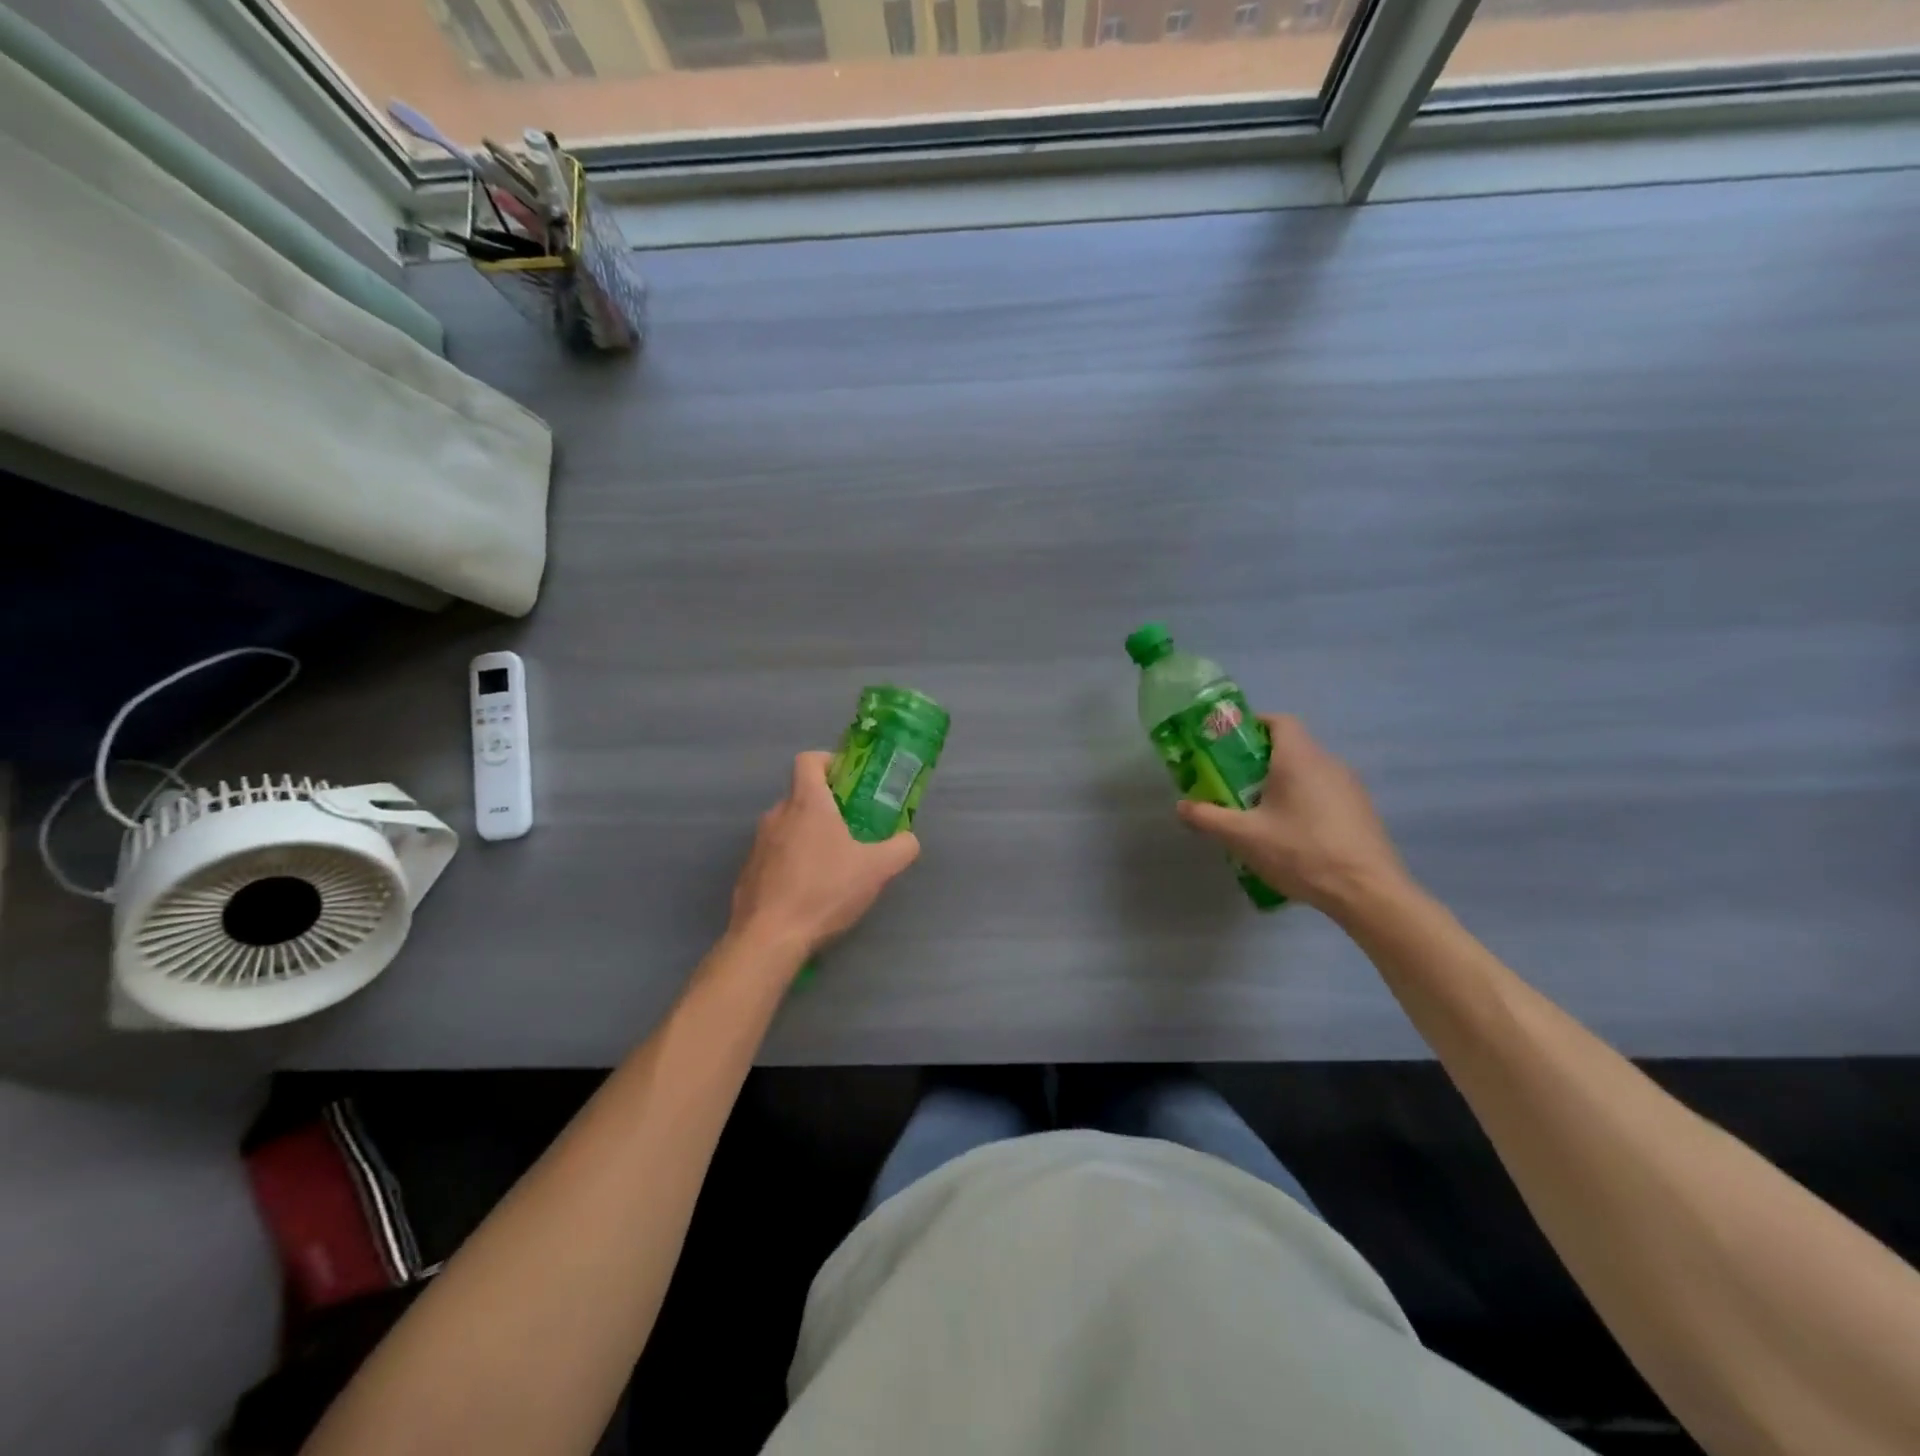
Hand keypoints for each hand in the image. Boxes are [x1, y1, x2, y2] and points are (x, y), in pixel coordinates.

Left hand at [727, 752, 920, 959]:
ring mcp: (759, 844)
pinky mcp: (749, 871)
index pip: (809, 760)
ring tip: (833, 865)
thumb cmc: (824, 891)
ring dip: (809, 836)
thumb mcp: (877, 870)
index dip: (829, 762)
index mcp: (807, 803)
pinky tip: (808, 891)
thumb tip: (909, 840)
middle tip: (853, 829)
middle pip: (802, 795)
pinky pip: (774, 855)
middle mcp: (777, 815)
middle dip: (827, 807)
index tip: (848, 780)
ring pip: (788, 826)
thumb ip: (900, 848)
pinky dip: (792, 862)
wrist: (769, 938)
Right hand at [1177, 714, 1408, 918]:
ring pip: (1309, 773)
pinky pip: (1325, 794)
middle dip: (1260, 762)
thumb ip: (1208, 817)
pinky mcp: (1361, 812)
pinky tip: (1292, 836)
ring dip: (1283, 785)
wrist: (1367, 891)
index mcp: (1299, 758)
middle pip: (1291, 748)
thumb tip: (1182, 806)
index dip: (1253, 726)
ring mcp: (1350, 787)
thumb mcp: (1243, 836)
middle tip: (1235, 785)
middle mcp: (1328, 763)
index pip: (1279, 721)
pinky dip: (1305, 803)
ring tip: (1260, 814)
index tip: (1230, 746)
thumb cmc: (1300, 851)